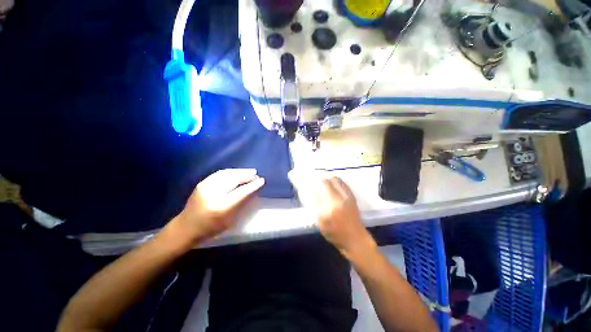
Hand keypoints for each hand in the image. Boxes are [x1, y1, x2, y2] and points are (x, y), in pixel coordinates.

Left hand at [167, 169, 264, 246]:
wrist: (185, 228)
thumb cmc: (210, 228)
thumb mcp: (229, 220)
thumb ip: (242, 204)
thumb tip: (253, 191)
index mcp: (221, 206)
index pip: (241, 192)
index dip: (253, 185)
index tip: (262, 180)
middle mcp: (213, 193)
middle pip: (234, 179)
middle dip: (247, 175)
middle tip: (256, 175)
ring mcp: (205, 186)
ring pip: (227, 173)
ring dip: (240, 171)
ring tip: (250, 171)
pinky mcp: (202, 183)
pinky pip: (220, 173)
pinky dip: (231, 172)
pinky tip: (236, 172)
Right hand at [314, 176, 375, 258]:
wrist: (355, 239)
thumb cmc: (335, 234)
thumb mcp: (321, 221)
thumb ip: (318, 205)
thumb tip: (315, 192)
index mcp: (331, 205)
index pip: (322, 186)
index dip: (316, 182)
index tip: (311, 183)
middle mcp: (340, 197)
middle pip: (330, 180)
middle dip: (323, 179)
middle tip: (318, 183)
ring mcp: (348, 196)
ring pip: (338, 180)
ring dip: (330, 180)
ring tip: (325, 184)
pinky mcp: (353, 197)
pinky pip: (344, 184)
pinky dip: (337, 182)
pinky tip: (334, 187)